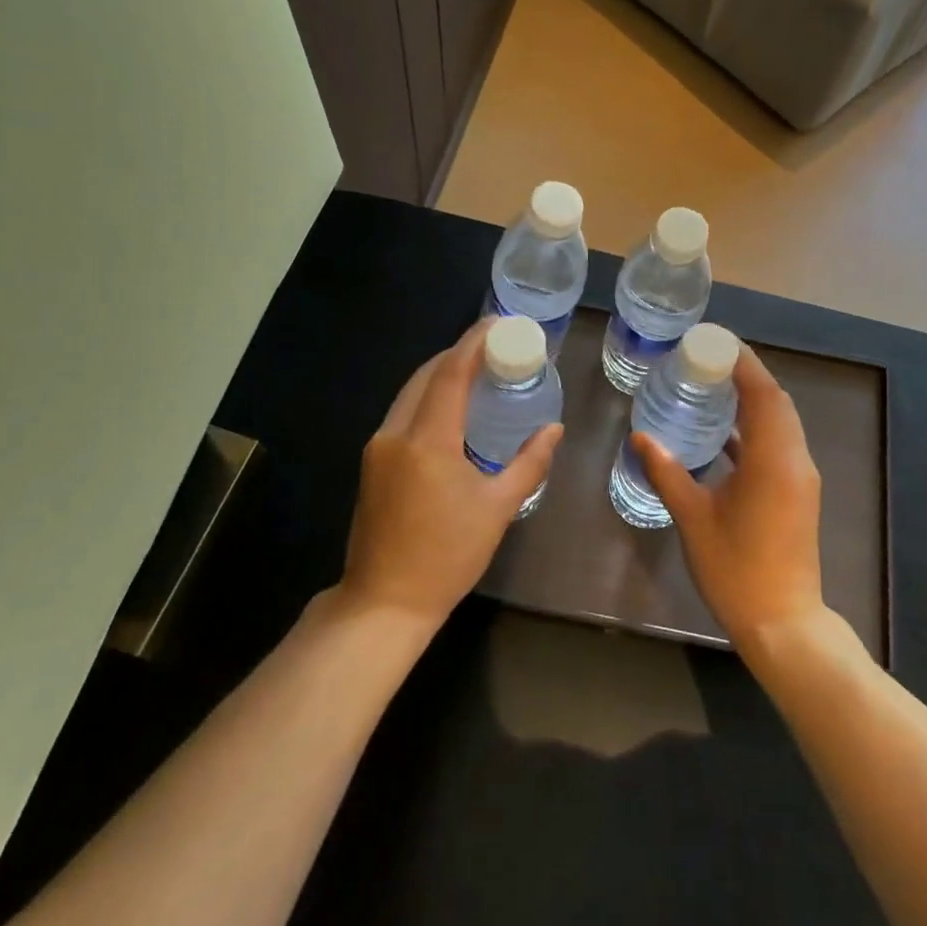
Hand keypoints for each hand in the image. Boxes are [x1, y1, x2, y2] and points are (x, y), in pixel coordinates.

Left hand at [338, 319, 563, 629]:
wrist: (384, 602)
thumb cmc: (447, 556)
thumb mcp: (498, 509)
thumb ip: (529, 463)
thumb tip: (554, 430)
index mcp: (428, 440)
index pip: (451, 373)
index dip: (475, 342)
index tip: (500, 323)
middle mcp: (396, 433)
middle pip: (427, 375)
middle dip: (460, 353)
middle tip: (496, 345)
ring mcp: (378, 447)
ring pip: (410, 392)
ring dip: (442, 373)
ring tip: (478, 368)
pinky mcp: (372, 462)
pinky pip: (403, 412)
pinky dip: (428, 397)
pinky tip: (451, 405)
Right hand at [632, 344, 825, 649]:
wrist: (782, 622)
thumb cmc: (736, 569)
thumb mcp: (693, 518)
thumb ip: (667, 473)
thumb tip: (640, 437)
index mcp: (772, 459)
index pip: (763, 393)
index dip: (743, 363)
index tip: (715, 342)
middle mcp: (794, 460)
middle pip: (776, 401)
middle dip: (747, 375)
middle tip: (708, 359)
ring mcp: (799, 477)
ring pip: (781, 422)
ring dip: (754, 399)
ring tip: (714, 385)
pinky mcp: (797, 492)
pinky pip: (779, 443)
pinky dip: (756, 428)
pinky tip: (724, 432)